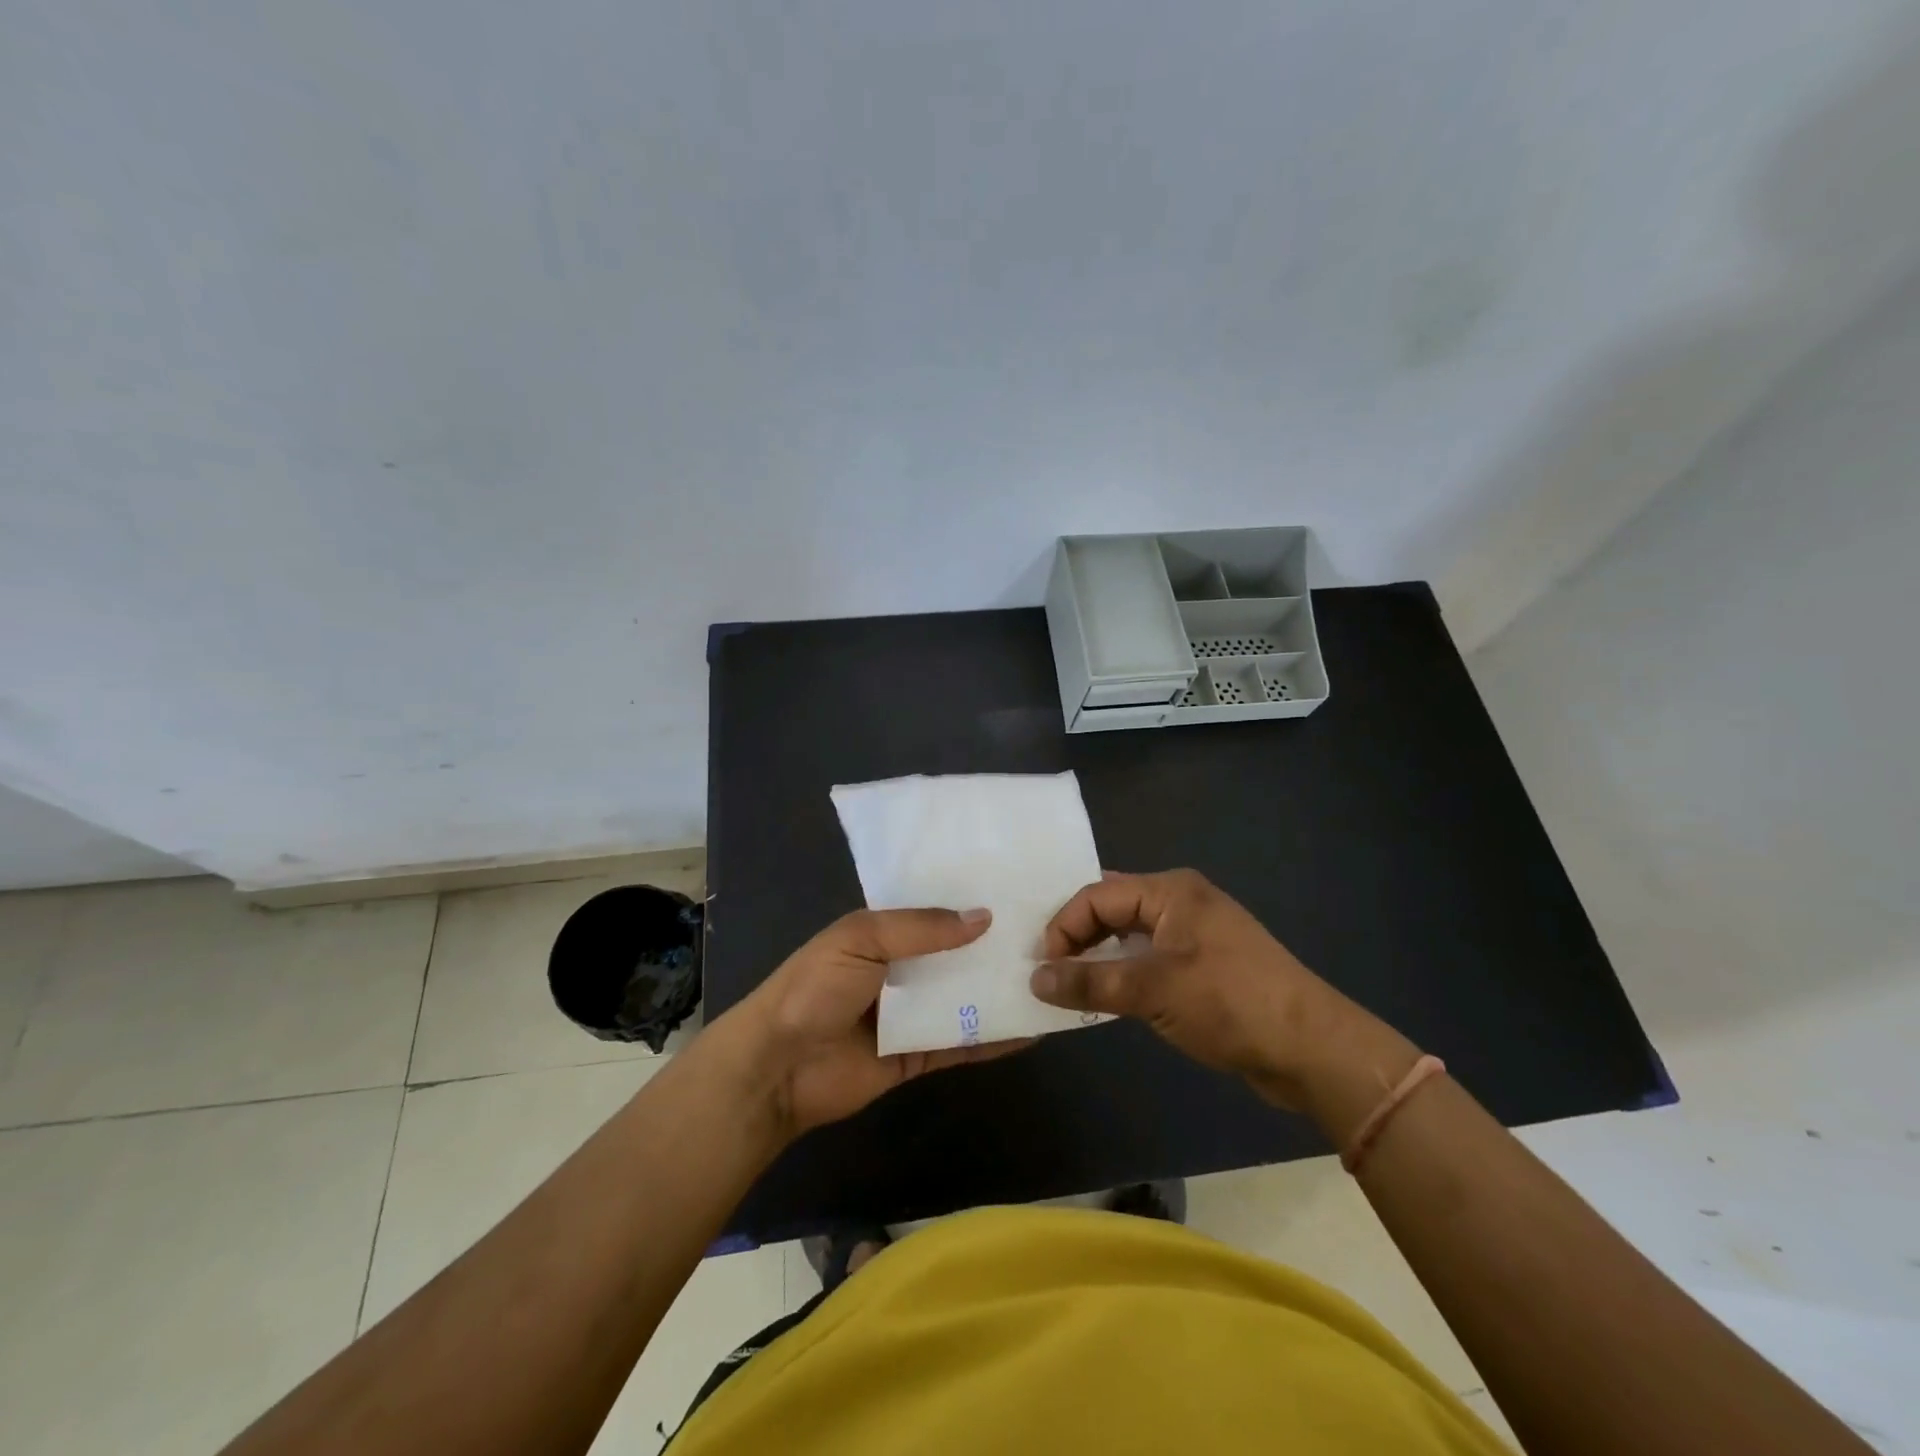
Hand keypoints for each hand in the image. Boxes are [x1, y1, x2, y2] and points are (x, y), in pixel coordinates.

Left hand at [733, 907, 1028, 1136]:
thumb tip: (984, 918)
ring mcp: (909, 1015)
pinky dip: (993, 1039)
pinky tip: (1031, 1030)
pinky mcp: (916, 1056)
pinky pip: (961, 1044)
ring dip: (999, 992)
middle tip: (1052, 936)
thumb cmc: (814, 989)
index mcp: (882, 933)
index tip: (1019, 892)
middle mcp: (900, 970)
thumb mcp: (861, 939)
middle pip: (955, 956)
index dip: (970, 903)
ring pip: (963, 999)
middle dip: (994, 948)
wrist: (776, 1069)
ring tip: (1052, 979)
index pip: (934, 912)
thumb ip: (921, 928)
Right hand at [1031, 869, 1412, 1112]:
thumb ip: (1090, 982)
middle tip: (1047, 970)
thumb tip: (1035, 978)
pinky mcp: (1204, 966)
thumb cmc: (1229, 1003)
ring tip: (1069, 985)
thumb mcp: (1152, 991)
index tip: (1041, 966)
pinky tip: (1108, 997)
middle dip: (1078, 937)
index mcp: (1171, 891)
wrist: (1312, 1049)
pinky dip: (1124, 974)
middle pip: (1112, 909)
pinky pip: (1149, 959)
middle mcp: (1181, 902)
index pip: (1097, 895)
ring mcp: (1195, 934)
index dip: (1063, 926)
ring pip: (1130, 935)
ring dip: (1099, 957)